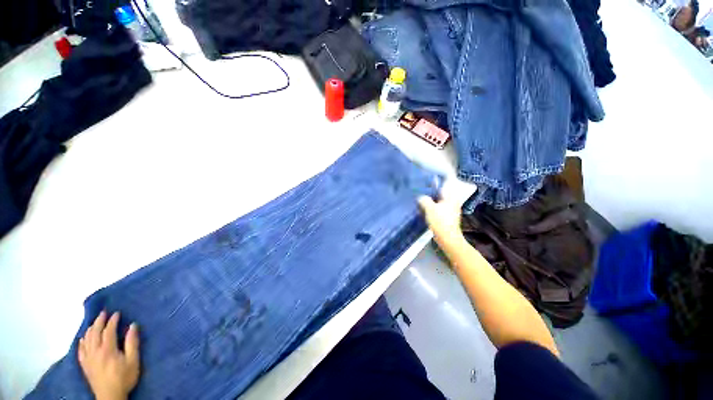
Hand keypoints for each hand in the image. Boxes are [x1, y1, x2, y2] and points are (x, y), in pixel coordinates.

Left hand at [78, 311, 139, 399]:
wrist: (110, 396)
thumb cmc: (124, 377)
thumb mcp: (133, 361)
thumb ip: (132, 343)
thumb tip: (133, 325)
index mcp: (107, 350)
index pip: (108, 331)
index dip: (112, 321)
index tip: (117, 313)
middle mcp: (95, 351)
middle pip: (95, 333)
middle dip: (99, 321)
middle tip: (104, 312)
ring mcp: (88, 358)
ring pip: (86, 339)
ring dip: (91, 329)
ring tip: (95, 322)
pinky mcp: (84, 364)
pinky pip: (81, 350)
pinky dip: (82, 341)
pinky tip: (83, 338)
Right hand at [418, 188, 463, 247]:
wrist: (447, 238)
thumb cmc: (440, 221)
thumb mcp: (429, 208)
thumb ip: (424, 200)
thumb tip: (421, 197)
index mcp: (450, 198)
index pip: (443, 186)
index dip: (434, 184)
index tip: (425, 183)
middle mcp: (453, 203)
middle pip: (440, 195)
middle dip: (431, 194)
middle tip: (421, 193)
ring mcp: (451, 211)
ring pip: (439, 203)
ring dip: (431, 202)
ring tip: (421, 202)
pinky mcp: (448, 218)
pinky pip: (439, 210)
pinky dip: (433, 209)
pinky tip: (426, 211)